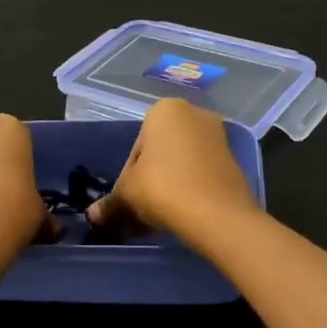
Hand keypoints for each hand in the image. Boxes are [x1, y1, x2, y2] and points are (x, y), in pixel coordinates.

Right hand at [85, 98, 259, 246]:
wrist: (217, 214)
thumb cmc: (163, 188)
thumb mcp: (127, 194)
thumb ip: (110, 202)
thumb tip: (93, 215)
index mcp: (164, 110)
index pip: (136, 147)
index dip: (128, 177)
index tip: (129, 199)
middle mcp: (194, 113)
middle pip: (160, 152)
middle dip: (150, 179)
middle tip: (142, 209)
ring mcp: (218, 136)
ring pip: (181, 163)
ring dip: (169, 186)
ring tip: (160, 217)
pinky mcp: (233, 160)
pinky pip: (201, 173)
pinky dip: (190, 189)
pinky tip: (182, 214)